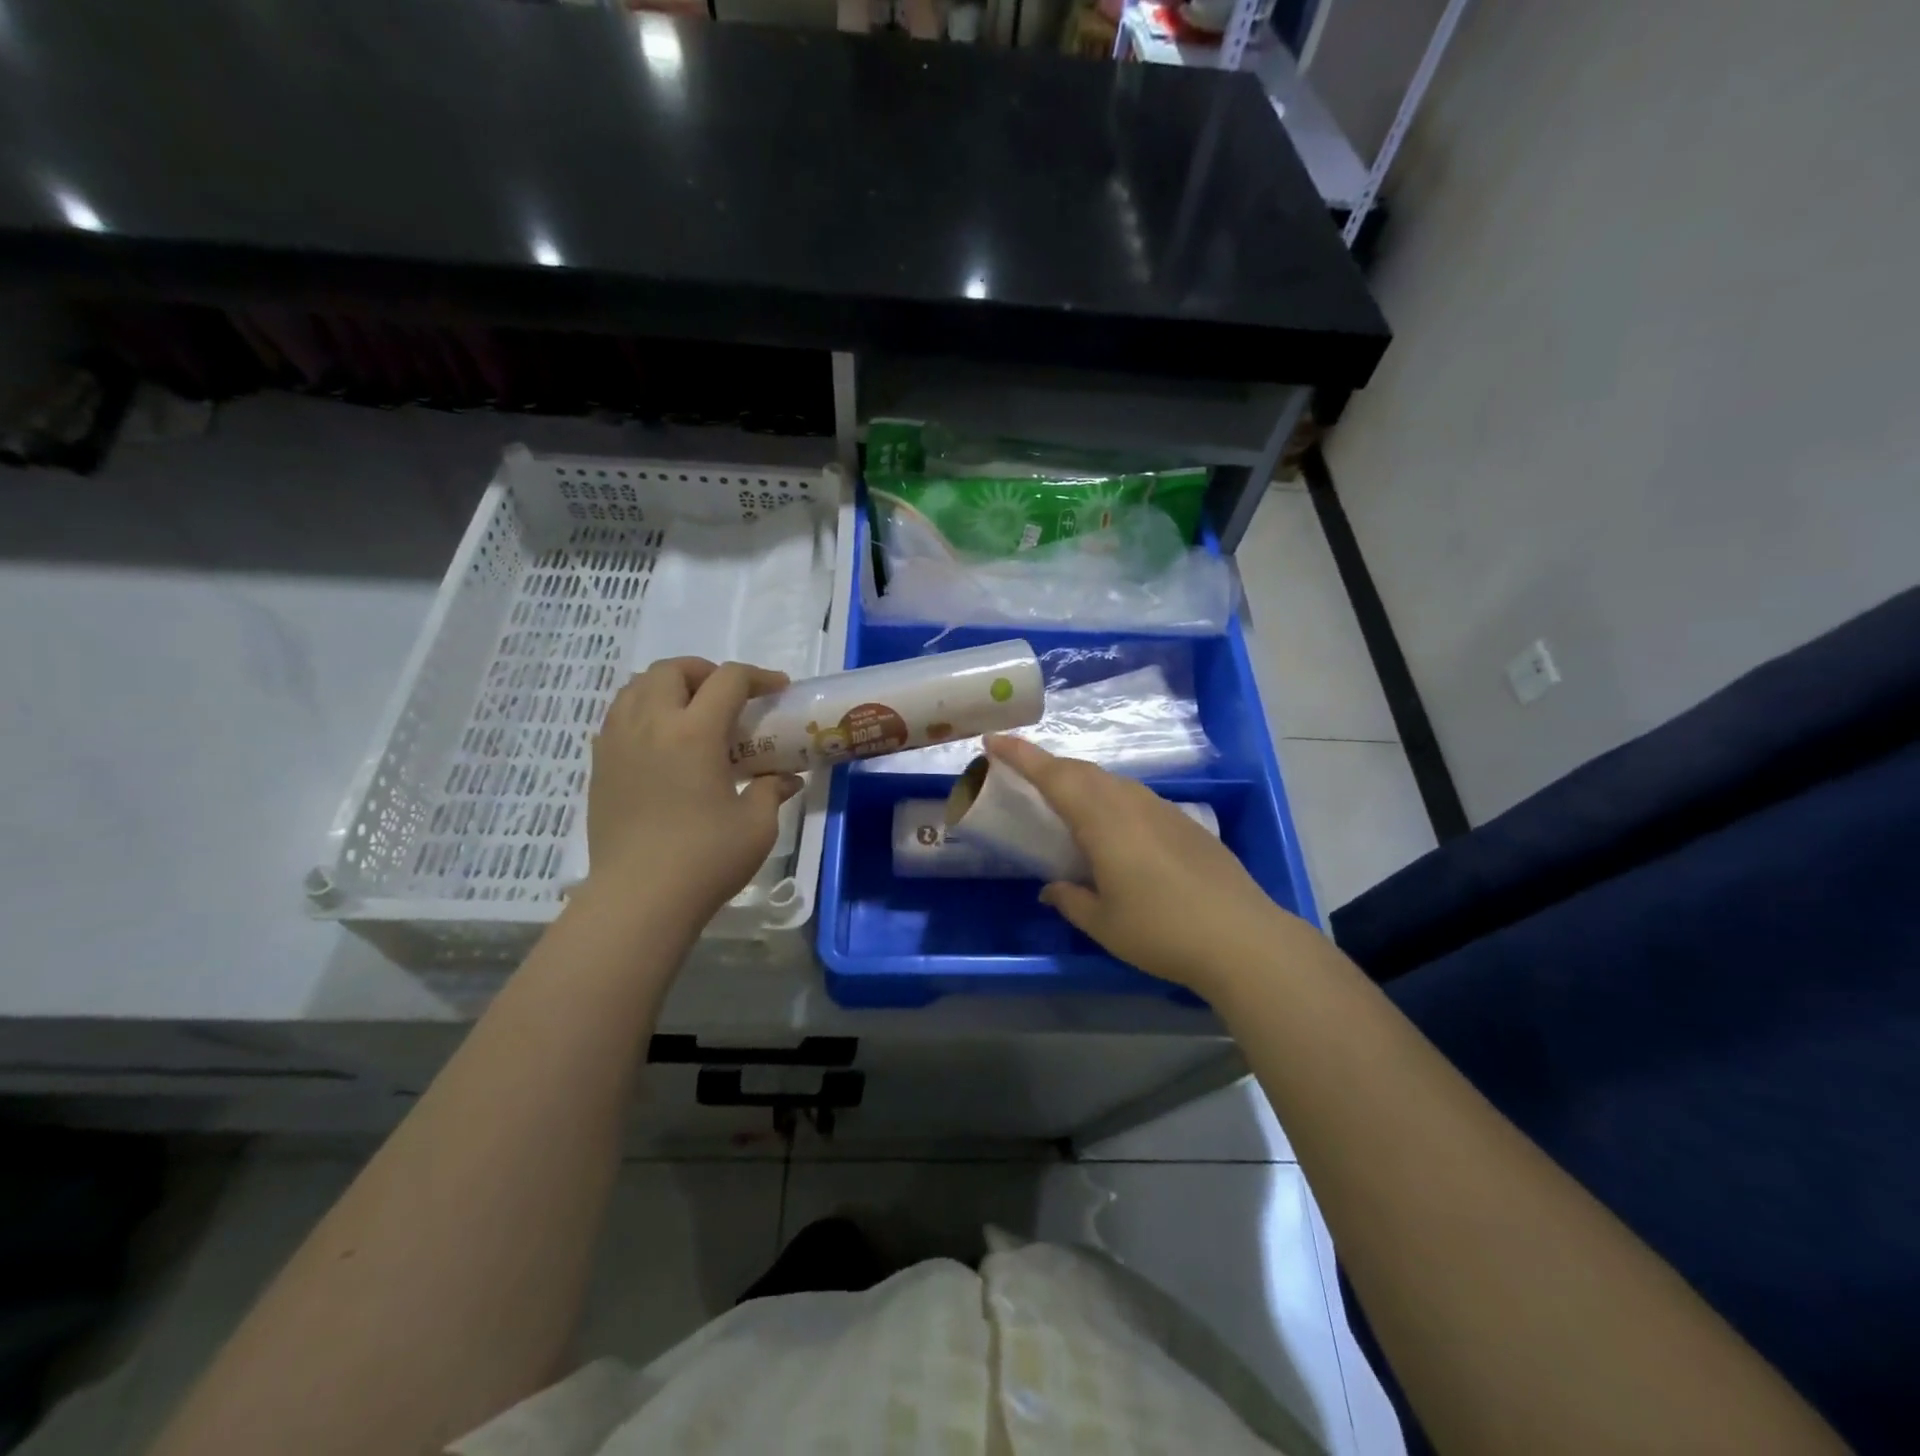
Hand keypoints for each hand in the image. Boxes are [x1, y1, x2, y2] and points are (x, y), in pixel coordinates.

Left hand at [587, 658, 801, 922]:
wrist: (638, 898)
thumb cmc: (705, 859)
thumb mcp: (756, 826)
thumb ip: (772, 791)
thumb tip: (786, 779)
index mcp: (694, 732)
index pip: (728, 680)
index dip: (758, 676)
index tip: (777, 688)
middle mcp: (652, 724)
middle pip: (672, 669)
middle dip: (705, 672)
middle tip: (728, 698)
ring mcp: (618, 742)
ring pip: (636, 686)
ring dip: (669, 686)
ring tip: (691, 712)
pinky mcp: (600, 766)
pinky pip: (618, 716)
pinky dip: (642, 711)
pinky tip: (661, 743)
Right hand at [985, 735, 1311, 995]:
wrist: (1242, 938)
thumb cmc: (1161, 931)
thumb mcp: (1104, 923)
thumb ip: (1071, 899)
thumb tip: (1051, 889)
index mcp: (1102, 820)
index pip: (1053, 775)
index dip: (1021, 755)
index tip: (993, 739)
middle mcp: (1130, 803)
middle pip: (1081, 771)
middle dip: (1047, 765)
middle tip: (1021, 771)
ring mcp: (1162, 809)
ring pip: (1111, 781)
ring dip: (1080, 781)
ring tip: (1063, 799)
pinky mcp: (1185, 822)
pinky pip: (1134, 797)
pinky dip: (1109, 798)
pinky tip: (1113, 827)